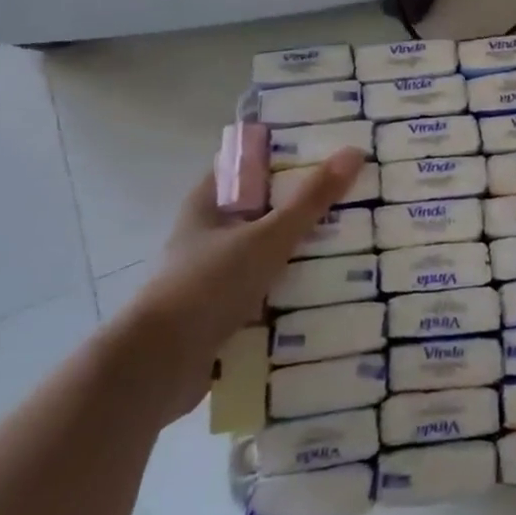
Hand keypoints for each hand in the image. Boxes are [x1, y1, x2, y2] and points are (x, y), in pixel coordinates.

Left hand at [117, 148, 364, 423]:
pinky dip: (296, 287)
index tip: (330, 148)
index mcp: (208, 203)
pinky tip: (335, 286)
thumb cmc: (207, 285)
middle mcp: (211, 234)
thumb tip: (354, 152)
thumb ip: (311, 199)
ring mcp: (217, 274)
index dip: (286, 153)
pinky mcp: (226, 310)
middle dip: (307, 204)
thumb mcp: (267, 236)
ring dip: (305, 249)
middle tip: (357, 193)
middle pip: (266, 208)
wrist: (158, 367)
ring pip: (271, 251)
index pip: (249, 164)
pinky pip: (270, 289)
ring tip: (357, 239)